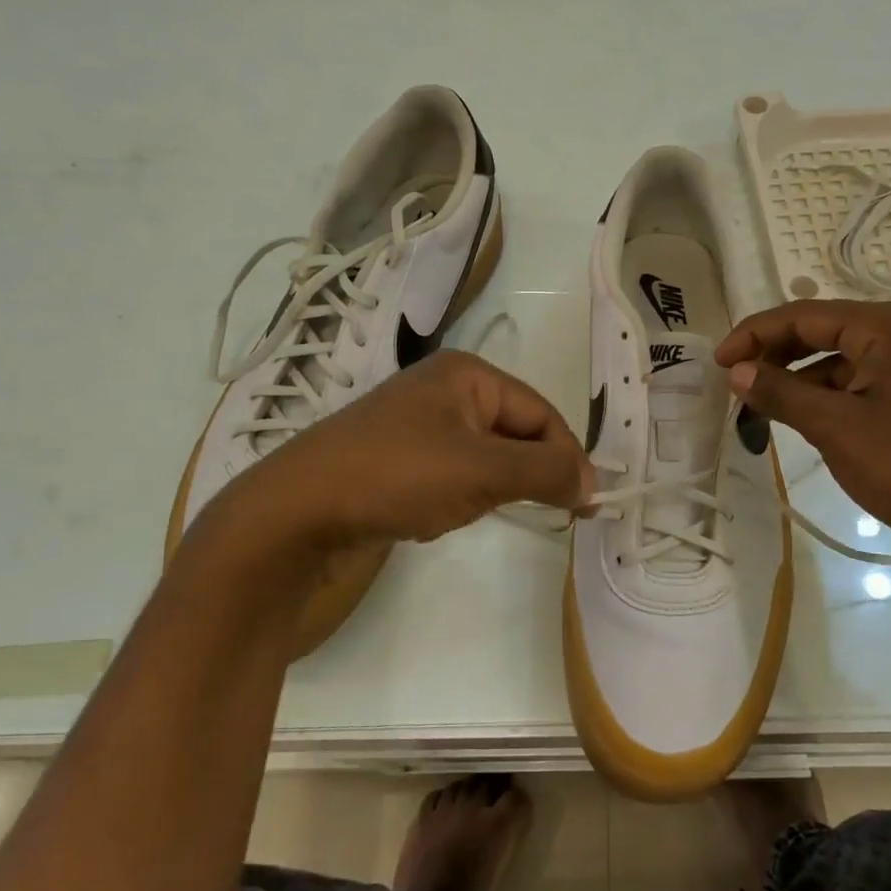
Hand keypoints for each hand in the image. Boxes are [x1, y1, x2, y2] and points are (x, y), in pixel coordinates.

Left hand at [204, 350, 592, 554]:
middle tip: (545, 514)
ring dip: (492, 488)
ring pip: (486, 457)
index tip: (585, 505)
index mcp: (468, 375)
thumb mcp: (484, 471)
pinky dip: (460, 496)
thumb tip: (592, 483)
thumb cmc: (399, 476)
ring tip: (471, 510)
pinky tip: (437, 515)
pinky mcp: (399, 457)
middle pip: (515, 432)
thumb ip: (546, 472)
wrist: (297, 510)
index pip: (542, 414)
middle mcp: (445, 389)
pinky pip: (454, 473)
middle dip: (526, 474)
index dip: (568, 458)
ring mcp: (418, 424)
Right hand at [714, 301, 890, 553]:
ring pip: (844, 354)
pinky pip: (864, 376)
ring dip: (801, 374)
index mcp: (890, 327)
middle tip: (737, 378)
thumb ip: (780, 392)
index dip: (756, 334)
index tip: (720, 360)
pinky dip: (830, 390)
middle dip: (777, 352)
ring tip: (762, 400)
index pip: (806, 315)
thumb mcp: (833, 427)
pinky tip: (802, 411)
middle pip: (826, 329)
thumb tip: (737, 372)